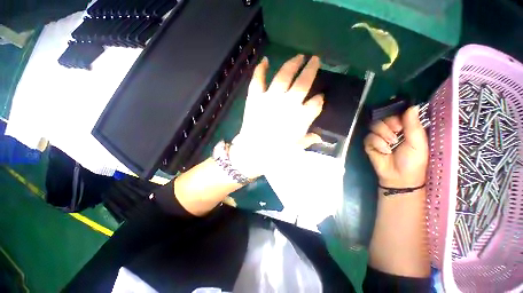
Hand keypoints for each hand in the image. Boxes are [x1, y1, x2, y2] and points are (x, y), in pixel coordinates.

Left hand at [229, 54, 324, 177]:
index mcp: (300, 118)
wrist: (252, 152)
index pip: (316, 103)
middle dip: (311, 69)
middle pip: (303, 83)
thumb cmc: (275, 153)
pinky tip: (265, 60)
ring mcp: (270, 99)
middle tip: (315, 60)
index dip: (319, 99)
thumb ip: (308, 140)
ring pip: (284, 76)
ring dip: (292, 64)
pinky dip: (261, 69)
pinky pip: (258, 80)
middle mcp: (288, 104)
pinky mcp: (255, 98)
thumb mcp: (296, 149)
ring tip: (299, 56)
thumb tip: (319, 137)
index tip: (319, 97)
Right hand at [364, 106, 427, 187]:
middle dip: (389, 125)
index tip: (401, 124)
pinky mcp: (369, 144)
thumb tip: (412, 107)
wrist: (400, 177)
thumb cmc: (413, 161)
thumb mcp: (418, 143)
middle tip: (397, 134)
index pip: (396, 114)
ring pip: (374, 126)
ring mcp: (378, 137)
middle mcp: (390, 130)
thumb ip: (413, 125)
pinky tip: (384, 151)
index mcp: (404, 128)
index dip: (396, 116)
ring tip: (391, 144)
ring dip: (383, 134)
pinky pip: (369, 137)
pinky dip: (377, 143)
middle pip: (383, 118)